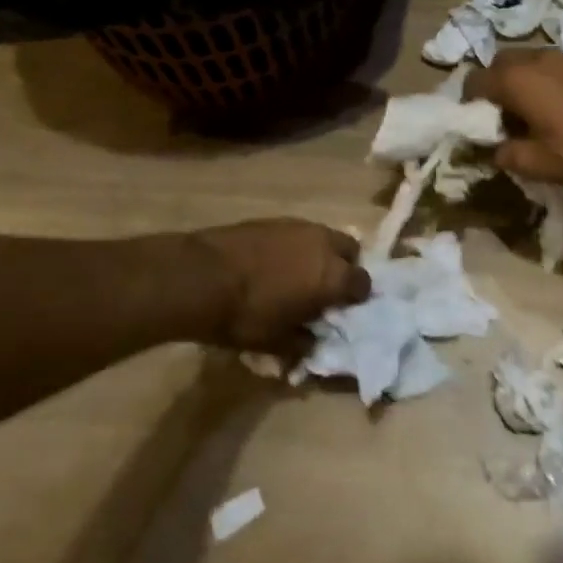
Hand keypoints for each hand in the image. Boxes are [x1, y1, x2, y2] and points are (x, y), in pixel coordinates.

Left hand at [191, 219, 370, 353]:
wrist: (200, 277)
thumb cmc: (245, 316)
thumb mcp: (276, 342)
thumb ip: (302, 342)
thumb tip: (312, 341)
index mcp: (333, 276)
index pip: (363, 283)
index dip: (356, 297)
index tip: (342, 308)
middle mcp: (323, 245)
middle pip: (350, 250)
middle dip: (344, 266)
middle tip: (325, 287)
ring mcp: (298, 227)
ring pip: (324, 237)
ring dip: (319, 254)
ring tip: (298, 274)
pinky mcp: (273, 219)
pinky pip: (297, 232)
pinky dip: (295, 246)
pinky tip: (274, 262)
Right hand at [467, 49, 562, 188]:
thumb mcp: (538, 164)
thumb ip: (506, 154)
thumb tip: (495, 148)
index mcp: (517, 79)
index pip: (475, 81)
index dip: (468, 103)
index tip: (477, 126)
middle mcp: (536, 58)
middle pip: (499, 64)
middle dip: (493, 87)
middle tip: (501, 119)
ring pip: (526, 62)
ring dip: (518, 82)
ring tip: (529, 114)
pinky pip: (549, 65)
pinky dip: (541, 80)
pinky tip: (557, 109)